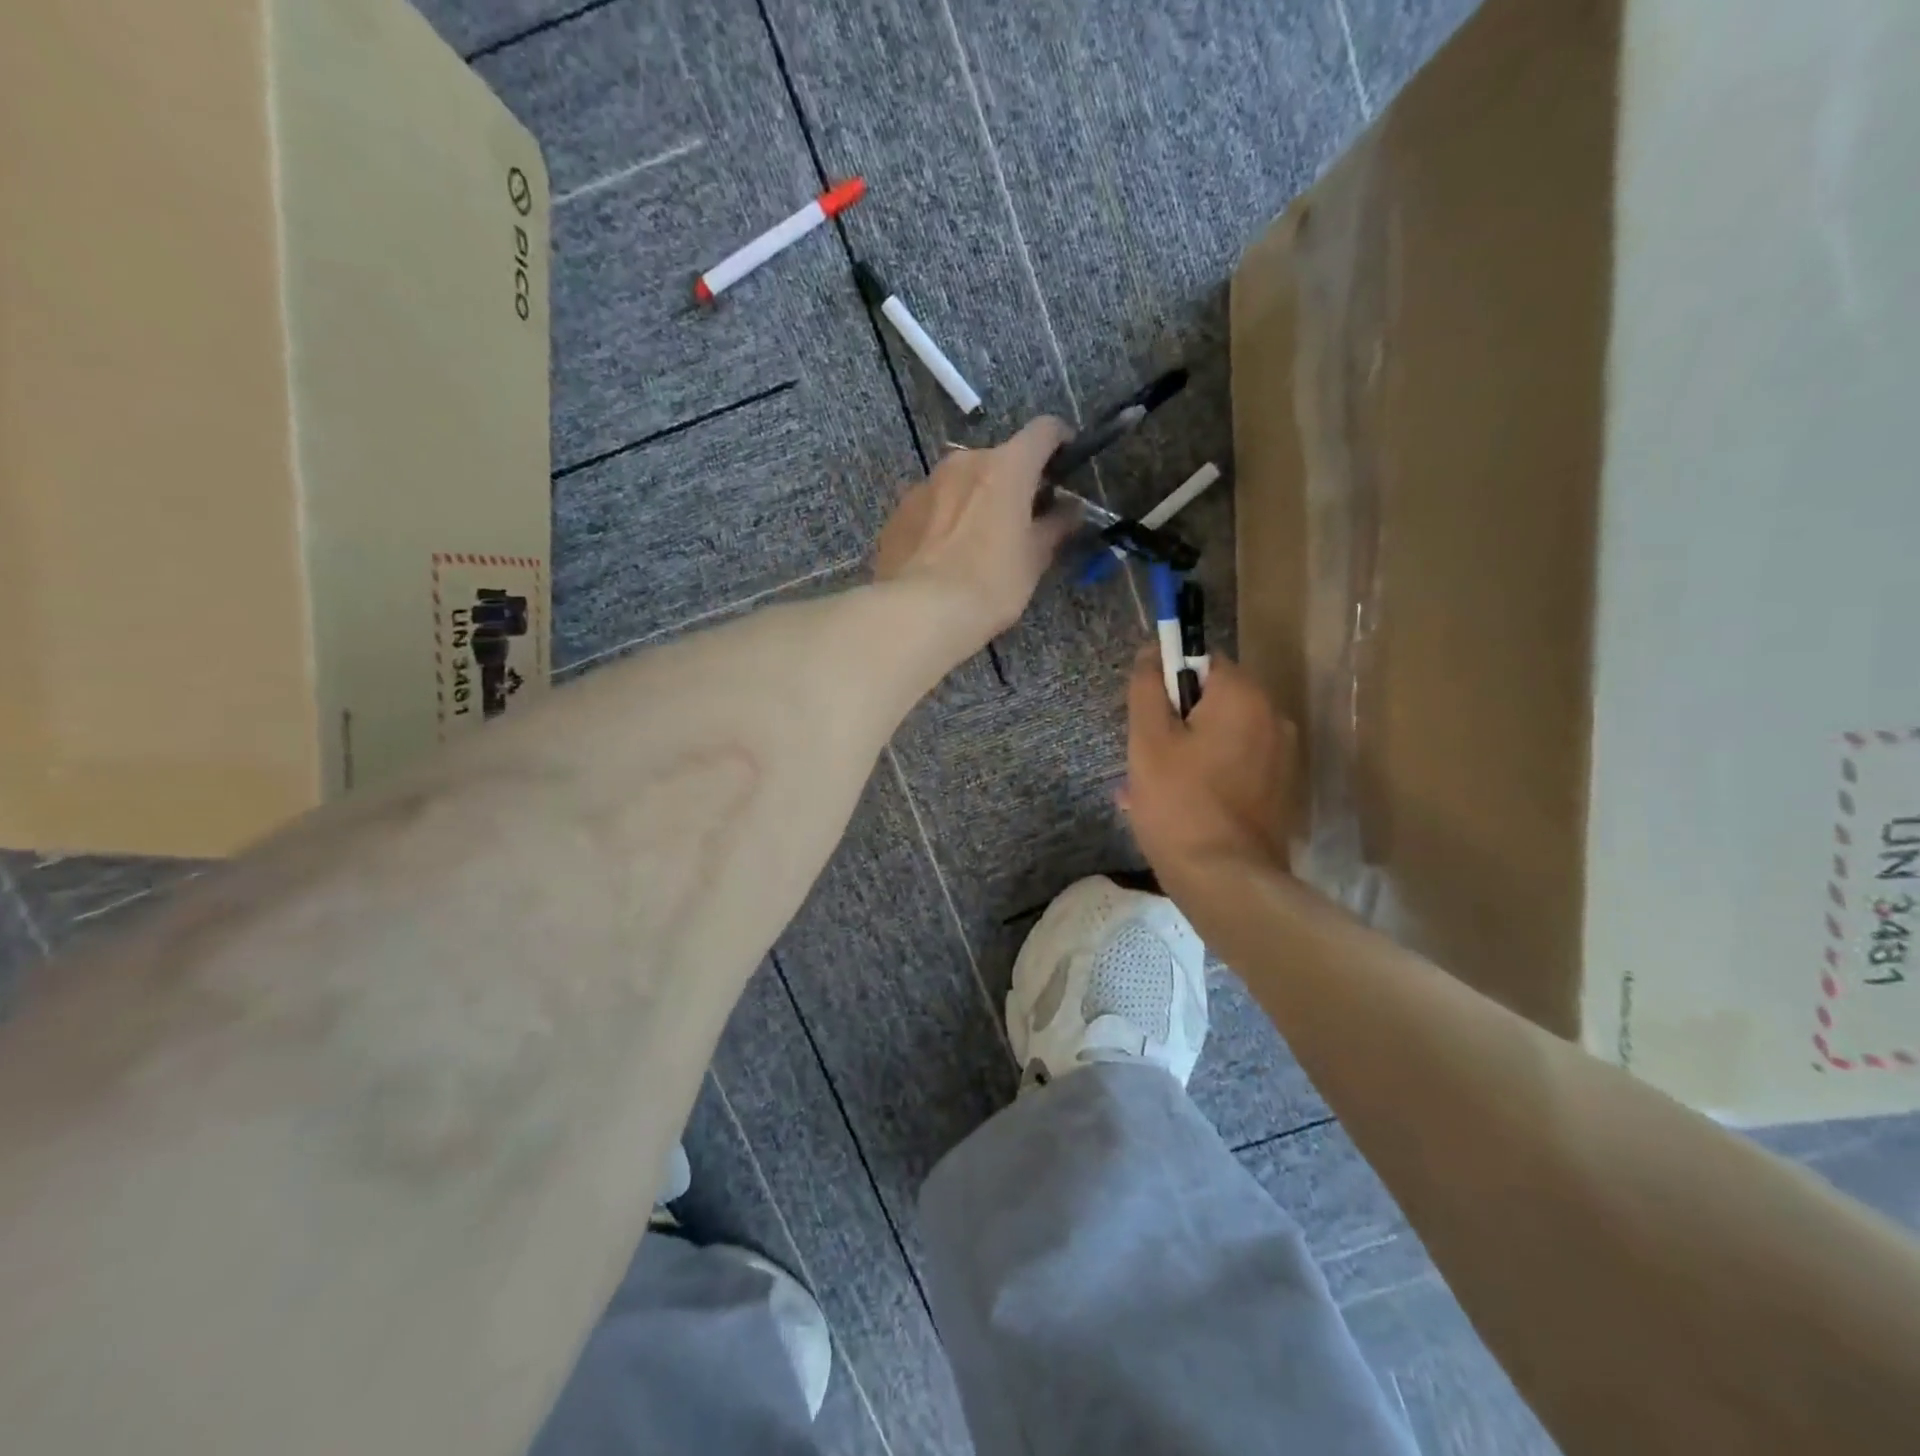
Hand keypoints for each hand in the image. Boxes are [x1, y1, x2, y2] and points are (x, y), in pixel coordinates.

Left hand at [873, 417, 1077, 646]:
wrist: (919, 612)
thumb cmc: (990, 584)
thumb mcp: (1033, 560)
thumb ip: (1054, 527)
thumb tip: (1069, 511)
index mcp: (1006, 467)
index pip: (1043, 431)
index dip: (1060, 441)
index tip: (1066, 462)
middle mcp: (964, 462)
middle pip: (998, 459)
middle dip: (1013, 482)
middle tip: (1021, 518)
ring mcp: (925, 483)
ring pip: (961, 481)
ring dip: (975, 499)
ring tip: (977, 540)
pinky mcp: (899, 511)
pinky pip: (932, 505)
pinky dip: (945, 518)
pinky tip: (945, 554)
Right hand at [1123, 648, 1296, 884]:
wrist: (1226, 880)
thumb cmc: (1180, 804)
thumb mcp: (1148, 741)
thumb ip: (1147, 688)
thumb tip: (1151, 652)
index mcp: (1244, 696)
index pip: (1201, 661)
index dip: (1167, 683)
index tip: (1146, 717)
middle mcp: (1273, 717)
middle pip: (1212, 700)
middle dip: (1175, 722)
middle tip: (1145, 759)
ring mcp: (1281, 756)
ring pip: (1221, 736)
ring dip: (1187, 751)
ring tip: (1153, 790)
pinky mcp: (1280, 789)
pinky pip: (1235, 765)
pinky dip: (1208, 774)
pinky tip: (1180, 806)